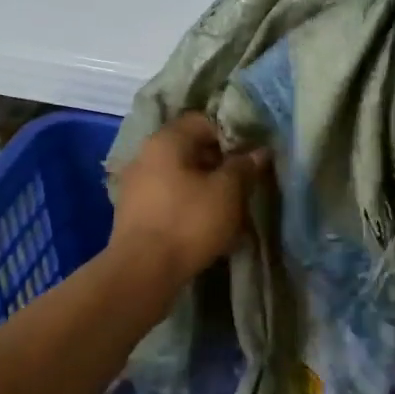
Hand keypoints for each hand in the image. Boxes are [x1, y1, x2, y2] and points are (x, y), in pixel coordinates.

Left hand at [110, 113, 269, 284]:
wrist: (143, 272)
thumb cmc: (189, 221)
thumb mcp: (228, 191)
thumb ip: (244, 166)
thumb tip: (260, 152)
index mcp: (167, 140)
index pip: (204, 121)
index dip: (232, 134)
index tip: (251, 155)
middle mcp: (146, 154)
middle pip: (191, 148)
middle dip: (220, 163)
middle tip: (245, 182)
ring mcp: (136, 185)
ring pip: (181, 175)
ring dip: (206, 186)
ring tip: (230, 207)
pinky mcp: (134, 213)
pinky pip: (170, 198)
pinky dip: (189, 204)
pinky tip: (207, 224)